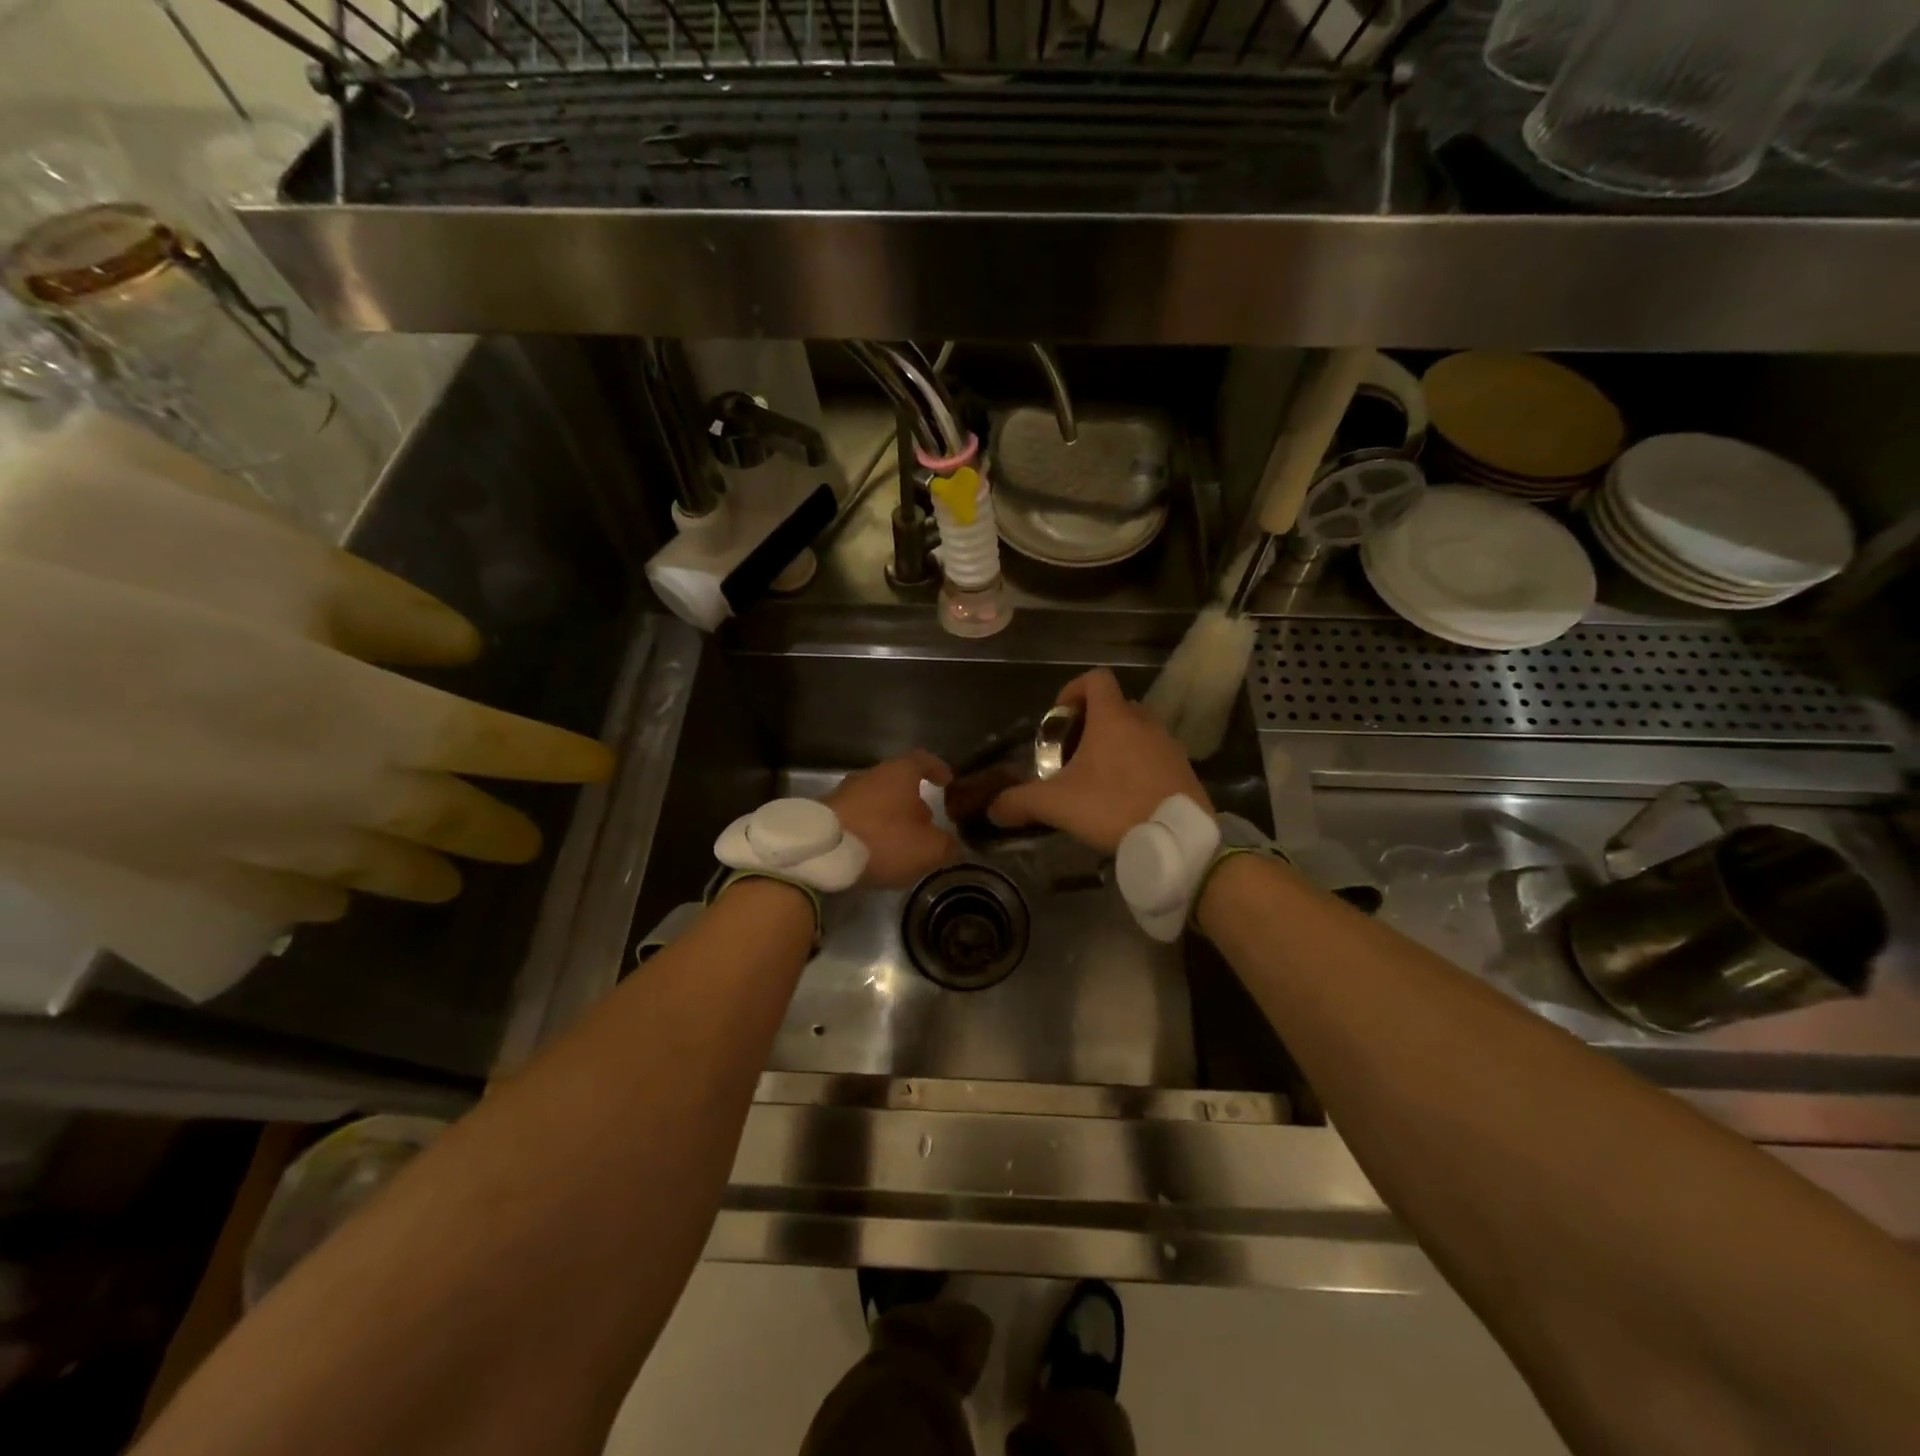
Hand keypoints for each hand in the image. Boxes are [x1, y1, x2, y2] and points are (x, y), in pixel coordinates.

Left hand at [826, 751, 956, 887]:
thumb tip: (953, 846)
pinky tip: (873, 852)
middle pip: (897, 782)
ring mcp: (843, 794)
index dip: (937, 768)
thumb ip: (946, 846)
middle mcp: (869, 776)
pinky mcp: (824, 815)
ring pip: (875, 801)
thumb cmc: (881, 840)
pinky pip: (856, 818)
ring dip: (889, 818)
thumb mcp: (927, 849)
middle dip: (913, 802)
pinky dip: (869, 830)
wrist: (819, 853)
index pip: (922, 759)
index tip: (947, 781)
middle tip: (926, 825)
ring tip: (900, 844)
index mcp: (898, 773)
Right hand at [989, 669, 1211, 853]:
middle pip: (1116, 706)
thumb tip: (993, 808)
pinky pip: (1155, 756)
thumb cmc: (1113, 807)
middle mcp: (1144, 722)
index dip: (1074, 690)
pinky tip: (1125, 797)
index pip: (1096, 678)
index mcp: (1113, 718)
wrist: (1176, 839)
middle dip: (1093, 723)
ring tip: (1099, 779)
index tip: (1060, 718)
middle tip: (1074, 754)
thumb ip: (1019, 802)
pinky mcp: (1184, 769)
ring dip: (1117, 745)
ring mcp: (1169, 745)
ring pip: (1137, 731)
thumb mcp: (1056, 805)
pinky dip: (1138, 766)